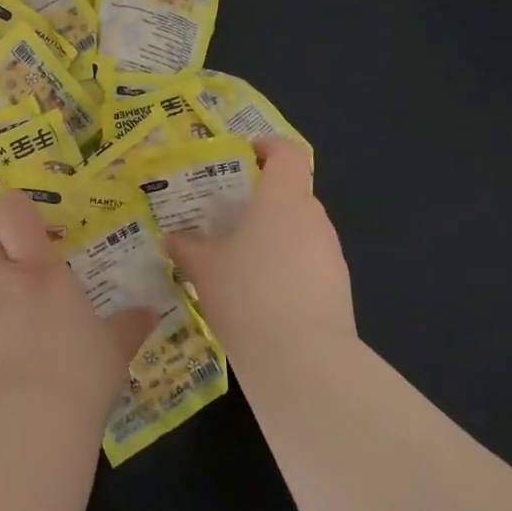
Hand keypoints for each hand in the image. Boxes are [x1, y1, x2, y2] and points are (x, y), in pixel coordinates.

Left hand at [0, 191, 159, 421]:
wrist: (31, 422)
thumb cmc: (81, 372)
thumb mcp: (114, 348)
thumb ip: (129, 326)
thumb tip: (151, 314)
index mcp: (41, 269)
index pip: (12, 213)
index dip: (13, 212)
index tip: (26, 227)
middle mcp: (2, 280)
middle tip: (18, 279)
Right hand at [166, 137, 356, 371]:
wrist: (304, 362)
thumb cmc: (248, 294)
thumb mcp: (203, 268)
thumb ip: (186, 247)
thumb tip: (173, 238)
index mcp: (283, 197)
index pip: (287, 151)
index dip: (266, 148)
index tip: (241, 160)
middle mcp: (314, 217)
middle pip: (291, 192)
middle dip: (260, 200)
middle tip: (226, 218)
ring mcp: (331, 254)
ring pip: (299, 230)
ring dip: (273, 237)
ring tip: (238, 262)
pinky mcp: (338, 289)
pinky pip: (307, 263)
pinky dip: (285, 268)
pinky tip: (259, 297)